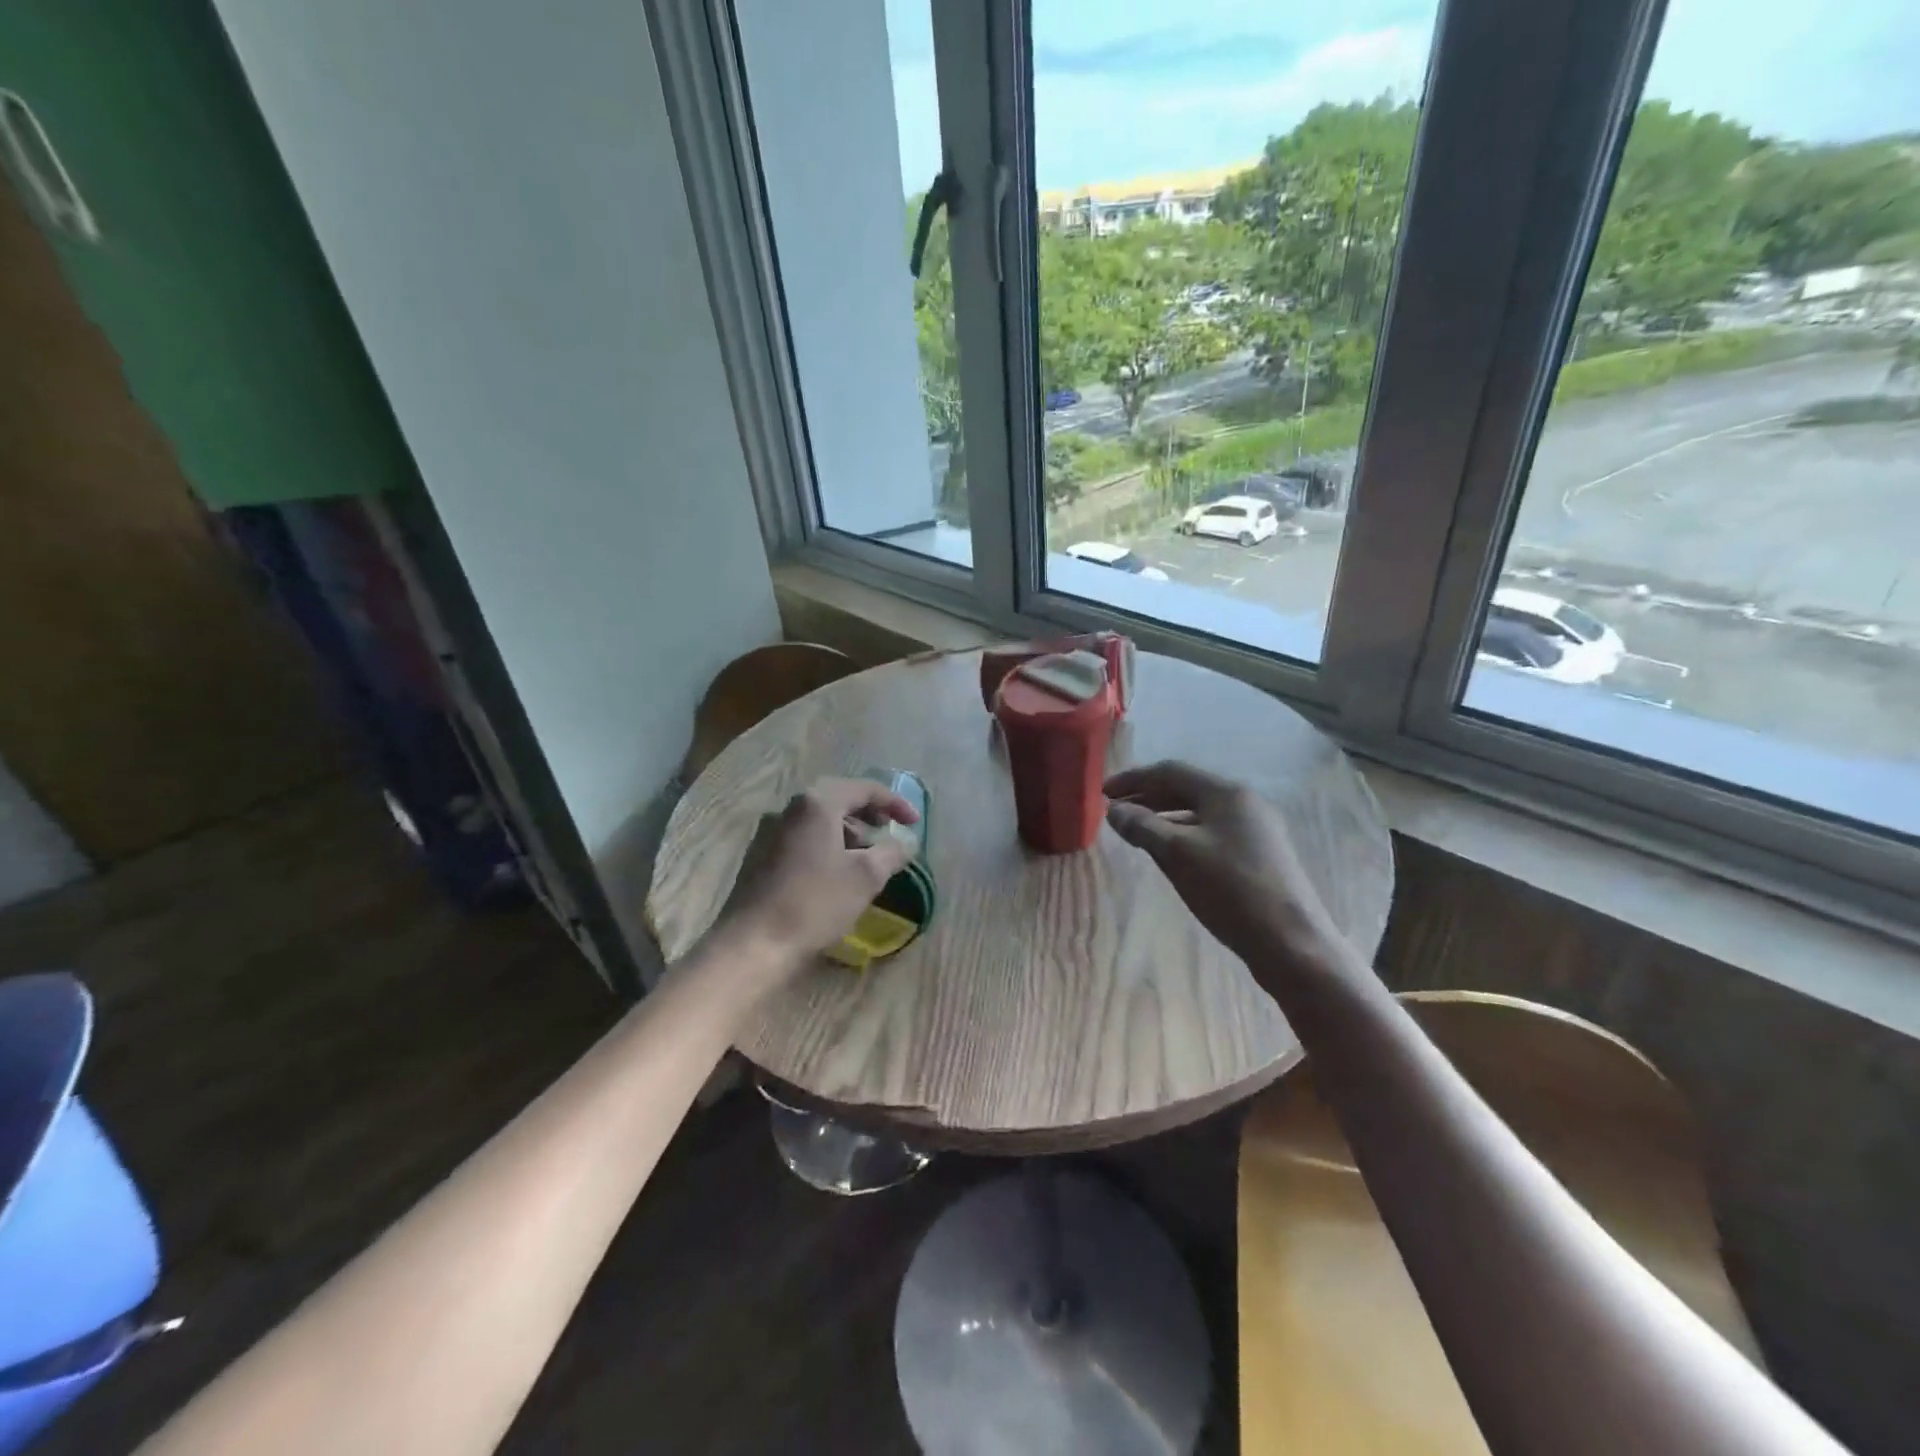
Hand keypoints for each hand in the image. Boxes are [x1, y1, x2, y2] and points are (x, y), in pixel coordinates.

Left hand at [717, 778, 919, 979]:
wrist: (753, 943)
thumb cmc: (815, 903)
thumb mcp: (865, 878)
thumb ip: (891, 852)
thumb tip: (905, 842)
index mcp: (817, 804)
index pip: (864, 788)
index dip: (894, 803)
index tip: (915, 822)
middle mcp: (790, 809)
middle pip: (838, 799)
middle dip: (868, 813)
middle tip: (889, 831)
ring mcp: (770, 831)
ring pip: (818, 820)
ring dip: (847, 830)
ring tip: (866, 857)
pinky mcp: (759, 855)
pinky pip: (802, 838)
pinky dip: (825, 844)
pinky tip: (835, 872)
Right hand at [1105, 761, 1353, 993]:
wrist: (1290, 942)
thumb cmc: (1230, 889)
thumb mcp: (1177, 854)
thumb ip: (1142, 826)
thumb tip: (1114, 810)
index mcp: (1226, 793)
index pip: (1170, 771)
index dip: (1133, 779)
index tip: (1103, 793)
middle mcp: (1244, 803)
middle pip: (1186, 789)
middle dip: (1147, 797)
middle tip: (1114, 811)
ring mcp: (1255, 829)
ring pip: (1199, 813)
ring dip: (1164, 817)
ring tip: (1135, 831)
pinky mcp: (1259, 855)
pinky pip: (1211, 832)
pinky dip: (1183, 834)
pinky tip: (1169, 854)